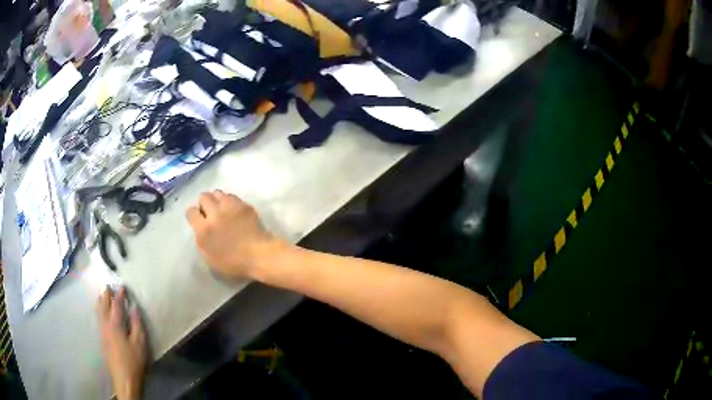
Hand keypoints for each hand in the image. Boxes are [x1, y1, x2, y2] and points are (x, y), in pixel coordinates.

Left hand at [96, 287, 147, 399]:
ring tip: (103, 295)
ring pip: (98, 311)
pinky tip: (101, 312)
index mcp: (115, 324)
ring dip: (100, 301)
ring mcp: (102, 332)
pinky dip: (99, 310)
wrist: (124, 379)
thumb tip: (134, 307)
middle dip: (106, 294)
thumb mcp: (140, 343)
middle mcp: (105, 324)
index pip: (116, 304)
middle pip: (103, 305)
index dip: (119, 294)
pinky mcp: (102, 339)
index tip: (122, 286)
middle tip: (109, 286)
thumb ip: (137, 323)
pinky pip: (98, 318)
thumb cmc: (134, 361)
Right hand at [186, 190, 273, 277]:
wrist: (259, 255)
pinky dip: (229, 201)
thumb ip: (201, 239)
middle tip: (209, 213)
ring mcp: (230, 206)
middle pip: (203, 197)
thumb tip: (200, 228)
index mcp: (203, 229)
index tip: (198, 220)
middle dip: (204, 203)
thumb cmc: (233, 263)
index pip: (190, 211)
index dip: (193, 215)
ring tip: (221, 209)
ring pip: (217, 193)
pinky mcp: (243, 204)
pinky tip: (233, 210)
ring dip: (216, 200)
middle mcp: (214, 214)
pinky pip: (231, 196)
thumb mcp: (209, 257)